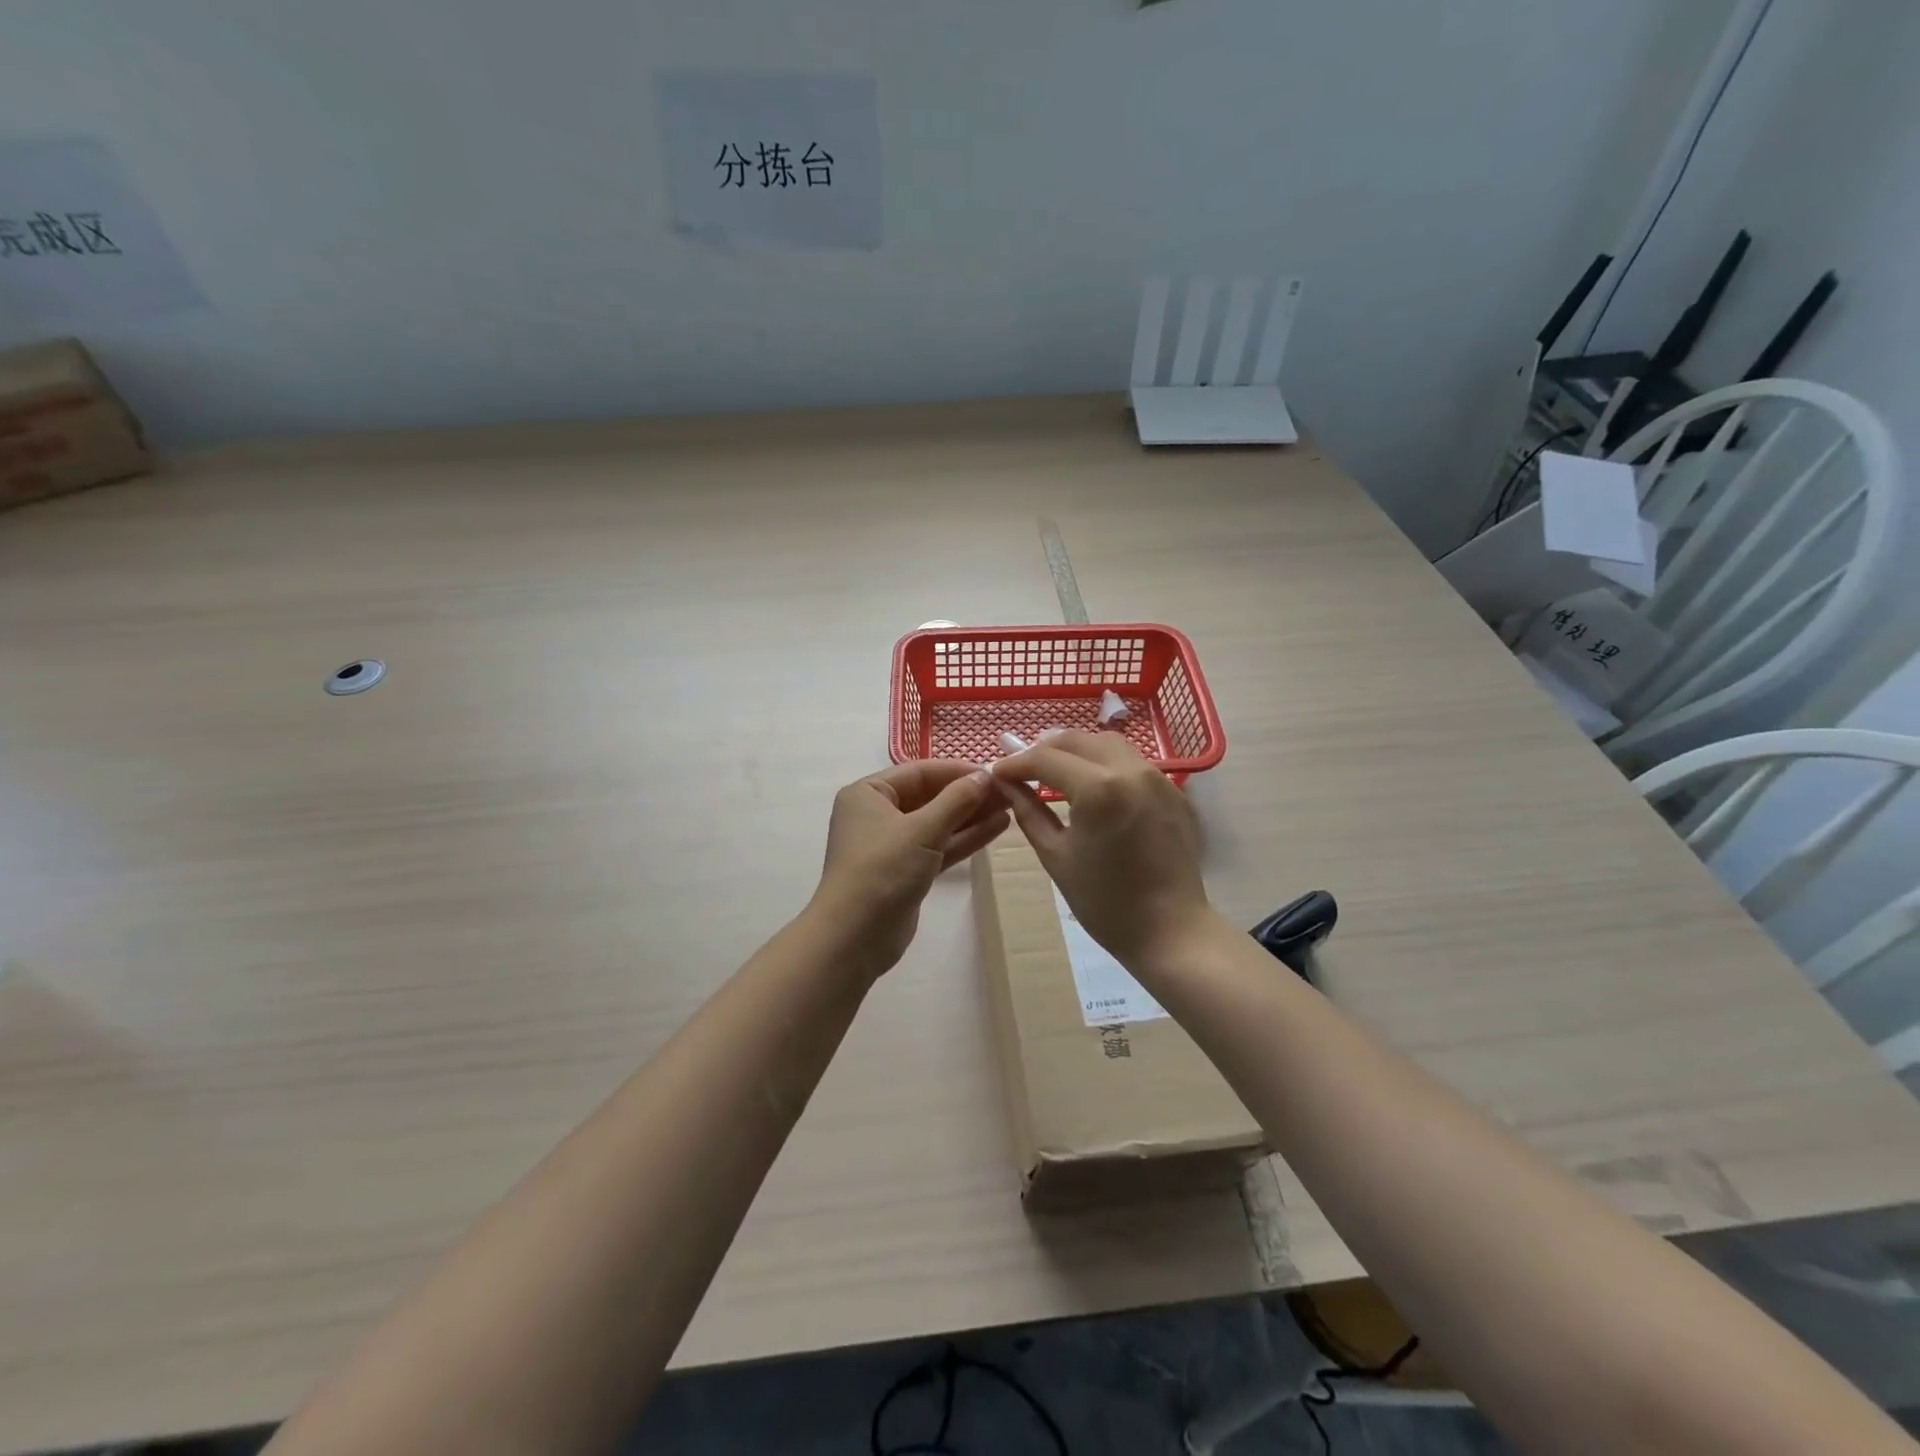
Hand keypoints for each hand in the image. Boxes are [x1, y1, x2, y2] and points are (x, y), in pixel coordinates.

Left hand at [811, 760, 1009, 976]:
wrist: (855, 937)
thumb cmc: (882, 871)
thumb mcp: (922, 830)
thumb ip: (956, 800)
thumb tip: (985, 776)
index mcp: (869, 793)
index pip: (919, 772)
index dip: (957, 771)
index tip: (995, 772)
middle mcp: (878, 813)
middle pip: (930, 796)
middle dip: (968, 794)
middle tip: (1009, 790)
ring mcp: (892, 844)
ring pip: (938, 823)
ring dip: (971, 816)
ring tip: (1011, 806)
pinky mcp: (907, 871)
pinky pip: (939, 846)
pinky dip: (964, 838)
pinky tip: (997, 828)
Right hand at [989, 730, 1213, 971]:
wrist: (1170, 930)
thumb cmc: (1104, 901)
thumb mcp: (1055, 856)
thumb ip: (1028, 811)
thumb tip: (1006, 784)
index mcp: (1098, 789)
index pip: (1046, 758)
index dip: (1016, 763)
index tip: (996, 773)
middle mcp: (1130, 770)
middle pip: (1077, 740)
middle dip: (1044, 749)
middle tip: (1022, 770)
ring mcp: (1157, 778)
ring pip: (1108, 744)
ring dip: (1077, 751)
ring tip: (1055, 772)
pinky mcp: (1173, 791)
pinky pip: (1132, 763)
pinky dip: (1105, 764)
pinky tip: (1093, 787)